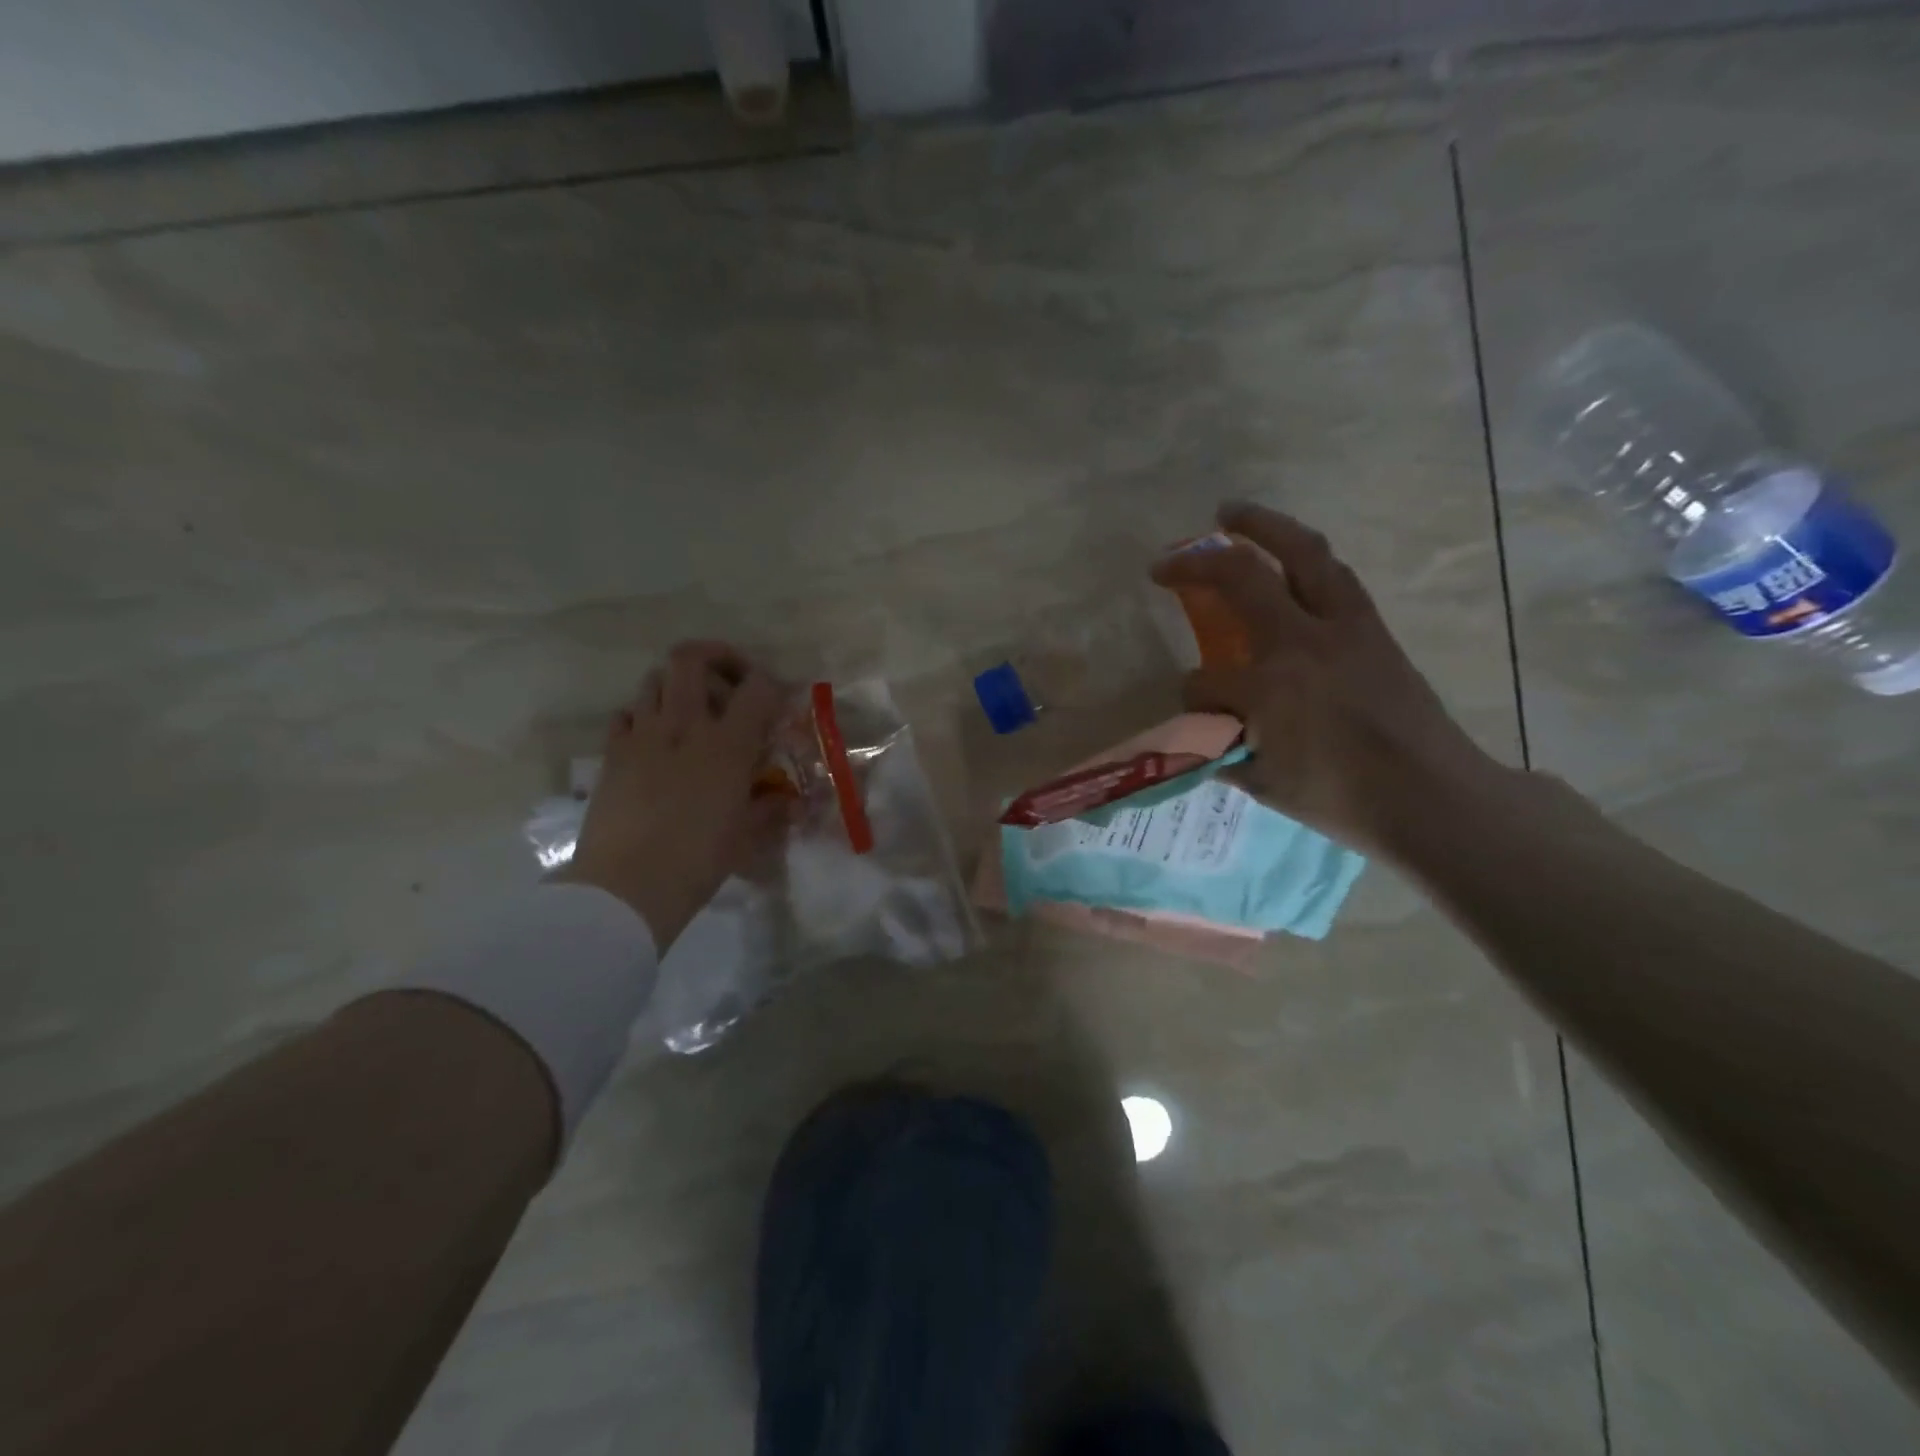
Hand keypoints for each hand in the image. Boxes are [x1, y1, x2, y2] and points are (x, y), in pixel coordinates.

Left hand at [556, 642, 787, 947]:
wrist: (625, 887)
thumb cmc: (697, 861)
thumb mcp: (746, 837)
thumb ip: (770, 809)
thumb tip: (788, 802)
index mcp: (727, 744)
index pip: (757, 686)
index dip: (771, 684)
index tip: (776, 700)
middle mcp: (684, 726)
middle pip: (691, 658)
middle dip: (715, 656)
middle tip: (729, 680)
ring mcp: (642, 735)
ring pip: (654, 679)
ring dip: (677, 685)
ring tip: (691, 712)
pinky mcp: (611, 753)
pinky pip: (626, 714)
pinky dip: (643, 715)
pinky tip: (654, 741)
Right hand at [1152, 503, 1507, 856]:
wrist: (1432, 796)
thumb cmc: (1342, 799)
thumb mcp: (1265, 784)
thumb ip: (1221, 750)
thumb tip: (1199, 733)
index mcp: (1268, 687)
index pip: (1204, 681)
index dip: (1191, 695)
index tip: (1197, 711)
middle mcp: (1302, 641)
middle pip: (1242, 577)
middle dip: (1196, 563)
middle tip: (1167, 560)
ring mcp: (1344, 627)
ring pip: (1302, 552)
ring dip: (1262, 526)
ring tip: (1231, 513)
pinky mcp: (1372, 626)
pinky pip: (1333, 574)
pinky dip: (1304, 556)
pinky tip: (1288, 558)